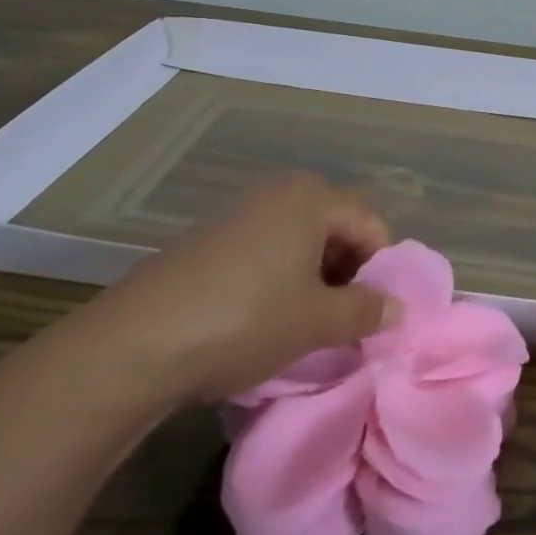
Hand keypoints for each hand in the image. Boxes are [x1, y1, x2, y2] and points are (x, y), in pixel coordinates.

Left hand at [70, 173, 397, 412]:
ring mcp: (239, 211)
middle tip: (345, 317)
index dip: (382, 265)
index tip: (376, 310)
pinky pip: (266, 246)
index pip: (369, 220)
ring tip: (307, 322)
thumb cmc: (244, 320)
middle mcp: (277, 191)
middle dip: (349, 270)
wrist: (136, 342)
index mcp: (310, 197)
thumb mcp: (316, 322)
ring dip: (315, 276)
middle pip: (335, 224)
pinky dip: (280, 275)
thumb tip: (399, 309)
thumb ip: (366, 311)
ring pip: (300, 238)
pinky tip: (265, 316)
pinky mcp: (210, 236)